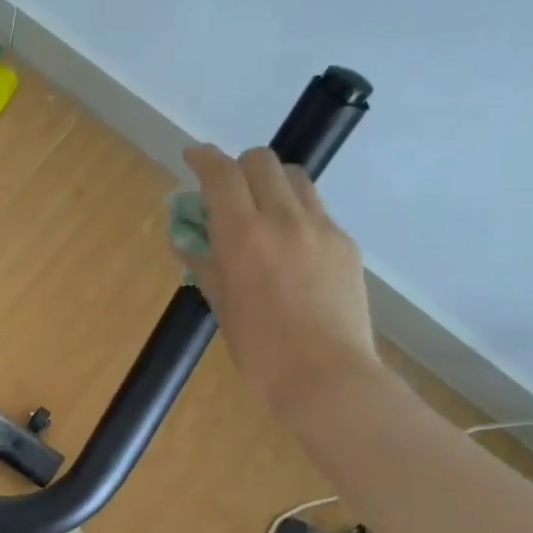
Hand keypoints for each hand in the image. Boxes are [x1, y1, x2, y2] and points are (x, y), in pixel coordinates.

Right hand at [180, 144, 379, 410]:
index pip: (221, 174)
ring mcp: (321, 228)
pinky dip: (296, 212)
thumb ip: (203, 263)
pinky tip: (291, 247)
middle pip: (262, 161)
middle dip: (239, 166)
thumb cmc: (260, 349)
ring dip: (271, 182)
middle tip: (228, 192)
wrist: (326, 376)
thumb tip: (187, 239)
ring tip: (262, 212)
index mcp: (243, 236)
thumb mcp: (221, 305)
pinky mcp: (345, 243)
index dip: (203, 158)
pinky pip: (316, 209)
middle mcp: (283, 219)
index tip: (192, 156)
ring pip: (294, 177)